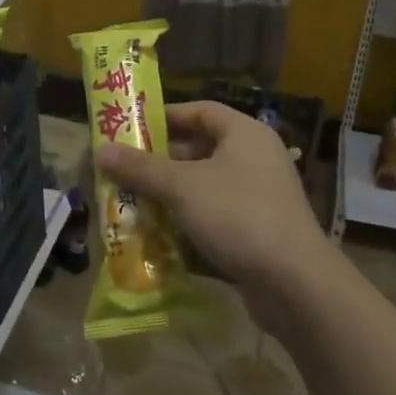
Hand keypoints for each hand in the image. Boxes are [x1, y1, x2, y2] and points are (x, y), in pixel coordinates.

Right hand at [96, 100, 344, 330]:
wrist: (295, 283)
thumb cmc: (237, 216)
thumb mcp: (182, 187)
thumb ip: (141, 168)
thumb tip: (100, 150)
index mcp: (244, 134)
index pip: (200, 110)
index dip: (165, 116)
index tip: (131, 128)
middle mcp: (255, 158)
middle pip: (200, 149)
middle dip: (160, 162)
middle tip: (123, 170)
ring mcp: (259, 196)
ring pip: (204, 186)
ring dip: (170, 194)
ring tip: (131, 201)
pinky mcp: (258, 229)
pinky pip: (215, 216)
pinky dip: (188, 221)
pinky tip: (158, 234)